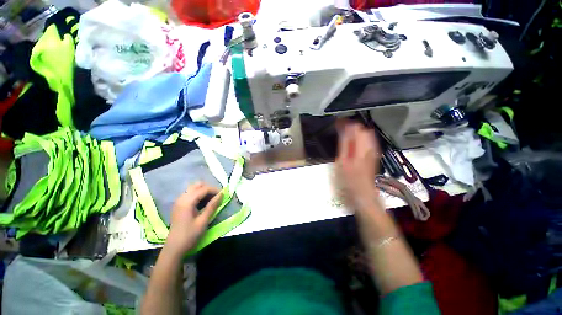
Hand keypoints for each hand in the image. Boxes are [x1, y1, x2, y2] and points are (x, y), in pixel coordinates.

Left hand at [164, 183, 221, 256]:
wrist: (174, 248)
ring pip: (193, 188)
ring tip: (211, 200)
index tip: (223, 195)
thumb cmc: (190, 235)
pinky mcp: (178, 204)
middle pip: (197, 185)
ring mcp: (179, 201)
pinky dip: (198, 195)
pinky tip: (202, 203)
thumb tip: (222, 194)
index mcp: (187, 201)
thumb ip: (212, 206)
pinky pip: (190, 193)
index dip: (215, 190)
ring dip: (203, 191)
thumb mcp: (203, 221)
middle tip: (216, 197)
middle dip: (208, 188)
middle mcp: (181, 198)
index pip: (204, 189)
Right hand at [335, 120, 380, 210]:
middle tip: (340, 128)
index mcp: (362, 147)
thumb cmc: (349, 179)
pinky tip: (352, 142)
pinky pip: (368, 141)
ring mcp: (373, 150)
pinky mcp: (373, 154)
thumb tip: (345, 129)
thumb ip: (345, 143)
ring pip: (366, 134)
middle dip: (352, 126)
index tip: (337, 123)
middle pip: (363, 129)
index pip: (356, 127)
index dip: (346, 123)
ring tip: (344, 134)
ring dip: (355, 131)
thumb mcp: (342, 161)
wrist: (363, 192)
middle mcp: (370, 146)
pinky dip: (359, 138)